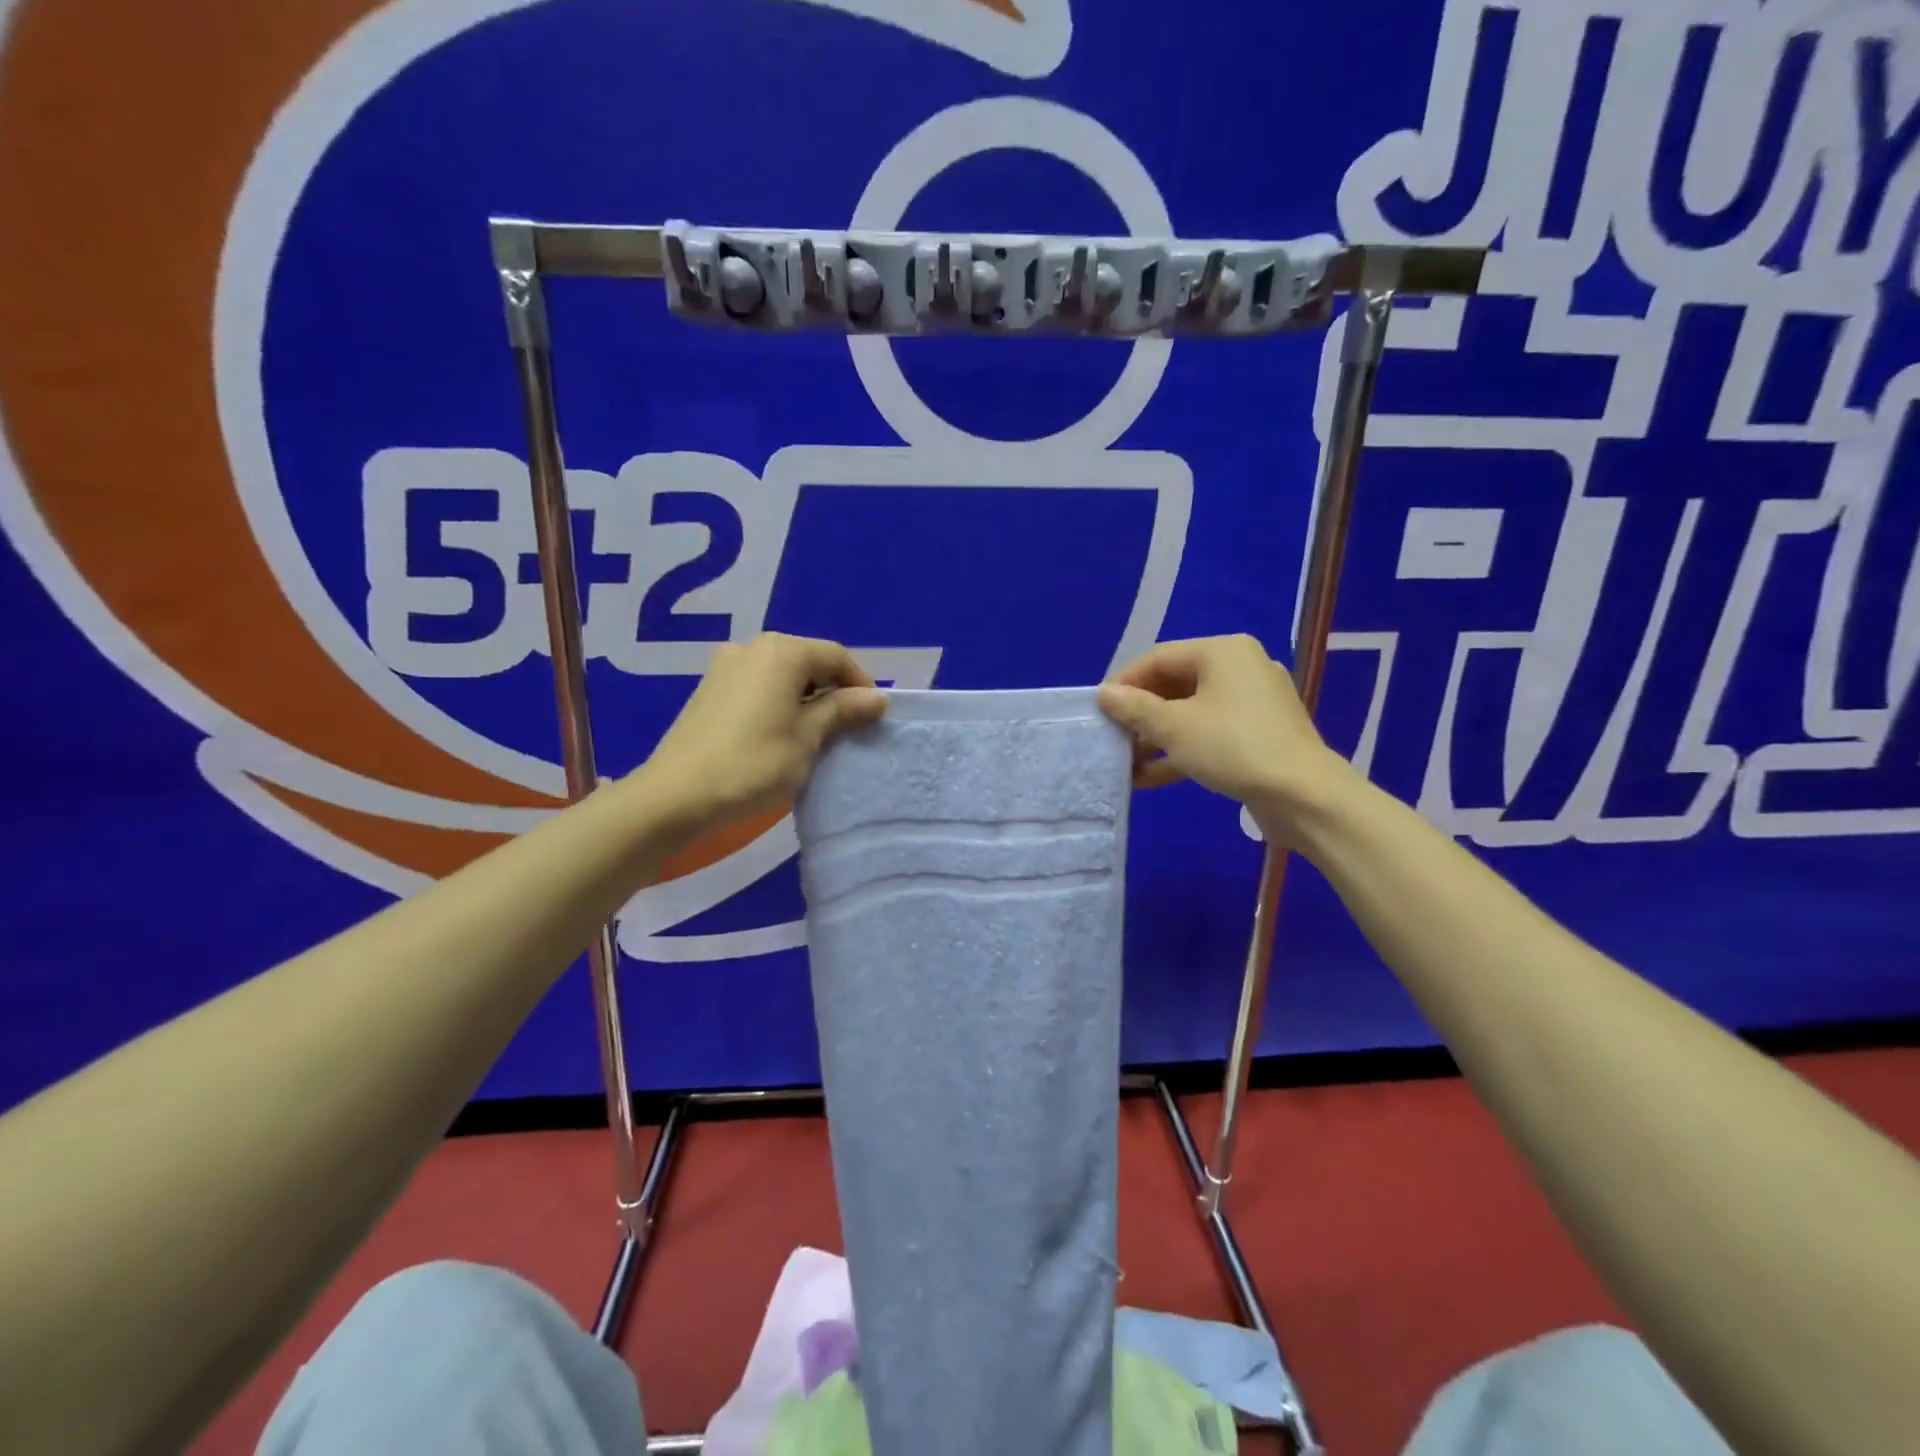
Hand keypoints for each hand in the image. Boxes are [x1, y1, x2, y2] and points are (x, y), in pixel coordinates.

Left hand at [637, 634, 886, 833]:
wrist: (677, 795)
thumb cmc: (754, 764)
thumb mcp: (808, 738)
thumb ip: (842, 711)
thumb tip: (877, 698)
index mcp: (782, 652)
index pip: (836, 656)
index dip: (861, 683)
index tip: (873, 717)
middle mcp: (753, 647)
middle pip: (808, 659)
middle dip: (833, 689)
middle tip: (848, 726)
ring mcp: (726, 666)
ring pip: (782, 673)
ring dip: (806, 696)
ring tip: (817, 733)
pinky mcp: (710, 689)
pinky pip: (758, 685)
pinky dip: (779, 701)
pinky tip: (781, 733)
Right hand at [1098, 635, 1357, 833]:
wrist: (1304, 796)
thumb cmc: (1233, 747)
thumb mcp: (1174, 727)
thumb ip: (1135, 708)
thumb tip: (1104, 694)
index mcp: (1222, 652)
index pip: (1159, 657)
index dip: (1124, 682)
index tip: (1099, 710)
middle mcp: (1240, 668)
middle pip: (1174, 684)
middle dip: (1140, 714)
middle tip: (1112, 737)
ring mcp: (1252, 703)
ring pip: (1191, 712)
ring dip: (1156, 736)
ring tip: (1126, 762)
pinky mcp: (1258, 734)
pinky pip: (1210, 733)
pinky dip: (1181, 750)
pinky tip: (1150, 778)